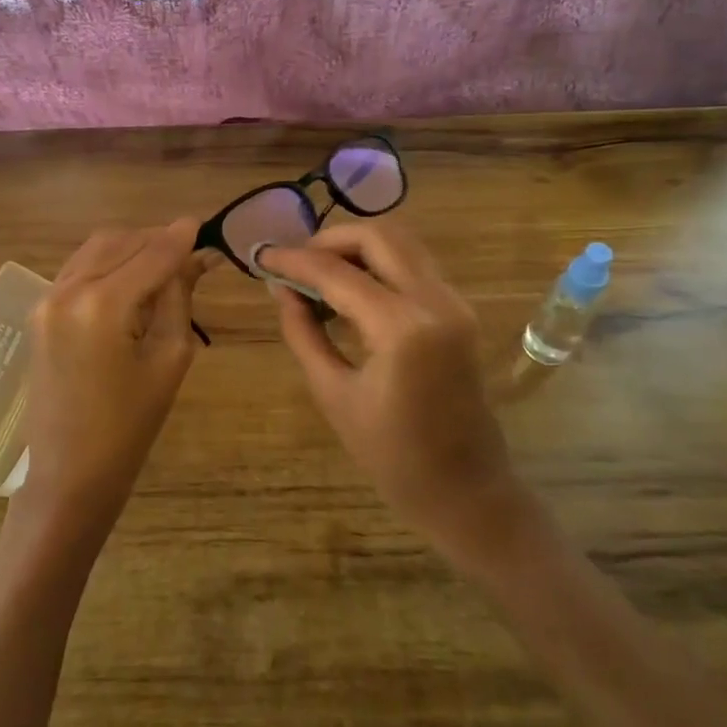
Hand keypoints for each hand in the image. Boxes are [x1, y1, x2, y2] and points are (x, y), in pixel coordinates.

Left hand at [16, 218, 205, 541]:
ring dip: (131, 248)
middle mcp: (67, 290)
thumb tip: (196, 257)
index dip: (182, 237)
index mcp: (101, 305)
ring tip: (164, 265)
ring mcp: (46, 299)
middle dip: (156, 239)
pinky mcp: (39, 311)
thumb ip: (179, 298)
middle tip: (190, 252)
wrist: (69, 473)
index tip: (205, 223)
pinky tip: (131, 280)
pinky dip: (107, 264)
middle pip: (120, 241)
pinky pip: (78, 269)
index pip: (152, 254)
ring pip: (96, 249)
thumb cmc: (130, 426)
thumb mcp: (169, 358)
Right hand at [259, 221, 522, 553]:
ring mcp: (455, 302)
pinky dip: (378, 264)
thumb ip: (304, 333)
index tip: (261, 257)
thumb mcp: (333, 394)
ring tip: (317, 275)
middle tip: (294, 263)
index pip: (338, 273)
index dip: (294, 260)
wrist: (465, 490)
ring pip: (401, 243)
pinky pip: (414, 266)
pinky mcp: (460, 311)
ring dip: (356, 248)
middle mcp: (436, 301)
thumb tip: (281, 289)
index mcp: (403, 328)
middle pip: (379, 236)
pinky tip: (349, 291)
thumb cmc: (392, 456)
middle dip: (329, 240)